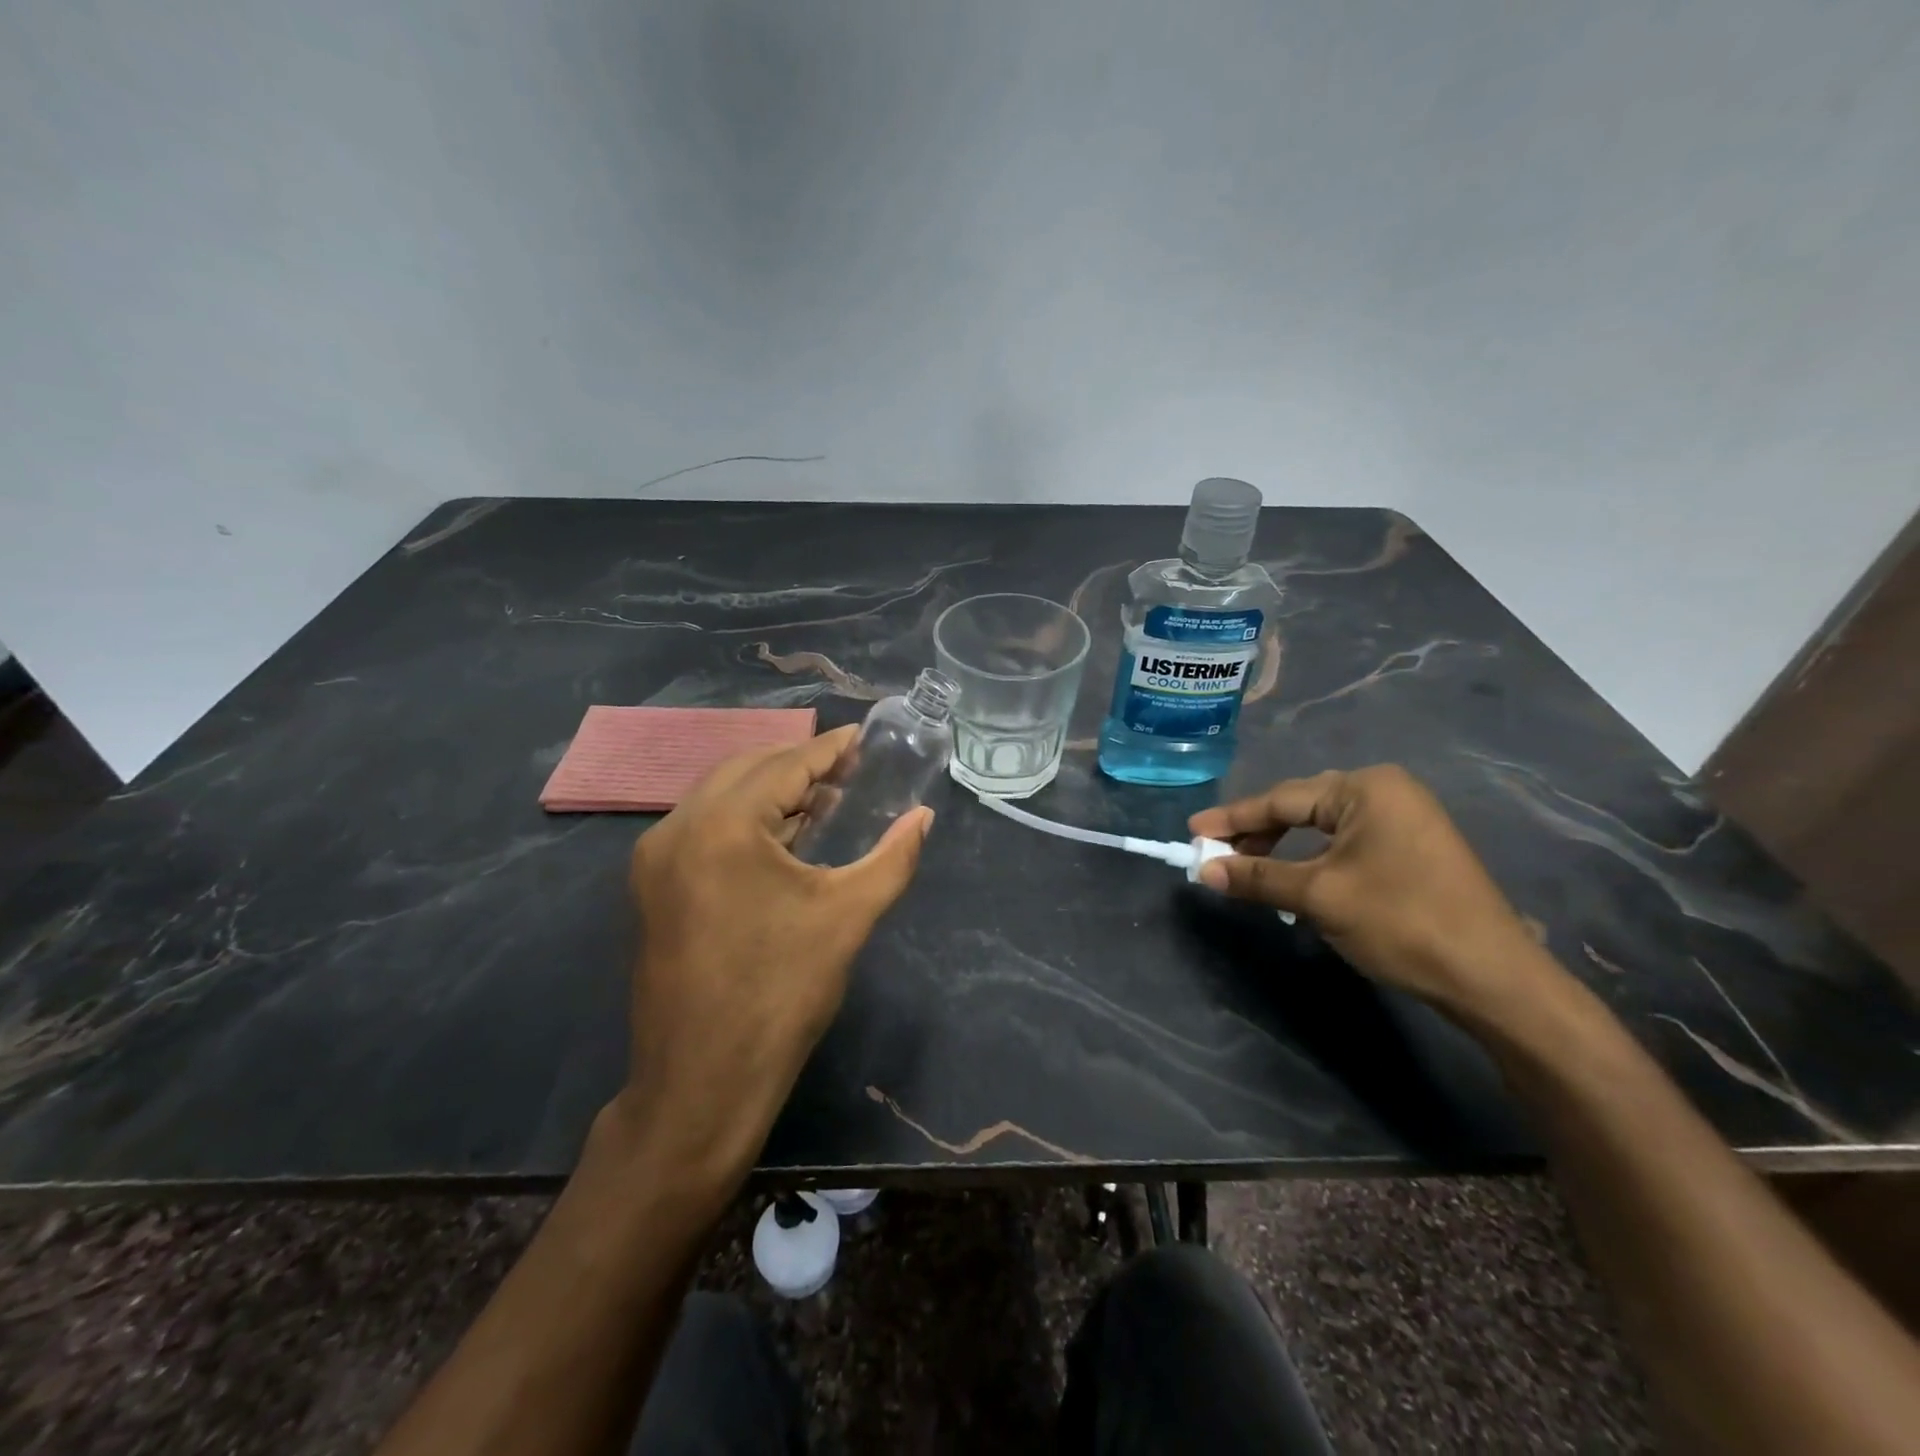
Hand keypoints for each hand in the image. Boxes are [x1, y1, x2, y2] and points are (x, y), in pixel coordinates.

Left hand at [615, 725, 930, 1193]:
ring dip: (771, 792)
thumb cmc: (781, 994)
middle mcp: (676, 829)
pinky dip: (745, 821)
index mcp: (721, 826)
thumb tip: (923, 818)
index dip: (829, 749)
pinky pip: (703, 830)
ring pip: (719, 799)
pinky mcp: (652, 889)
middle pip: (745, 771)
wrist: (701, 1084)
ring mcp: (655, 860)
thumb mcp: (847, 917)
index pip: (784, 766)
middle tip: (850, 770)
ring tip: (825, 800)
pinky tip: (784, 837)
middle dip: (798, 765)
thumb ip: (892, 857)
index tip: (863, 738)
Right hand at [1189, 765, 1550, 1017]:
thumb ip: (1257, 877)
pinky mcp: (1413, 847)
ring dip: (1283, 849)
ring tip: (1248, 871)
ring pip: (1323, 827)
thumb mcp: (1319, 896)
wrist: (1492, 979)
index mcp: (1366, 788)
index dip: (1233, 818)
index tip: (1193, 832)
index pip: (1282, 799)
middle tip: (1216, 855)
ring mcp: (1405, 818)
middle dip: (1257, 833)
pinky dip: (1313, 860)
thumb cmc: (1401, 922)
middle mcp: (1386, 791)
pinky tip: (1294, 881)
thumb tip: (1203, 870)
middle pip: (1302, 807)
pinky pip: (1346, 843)